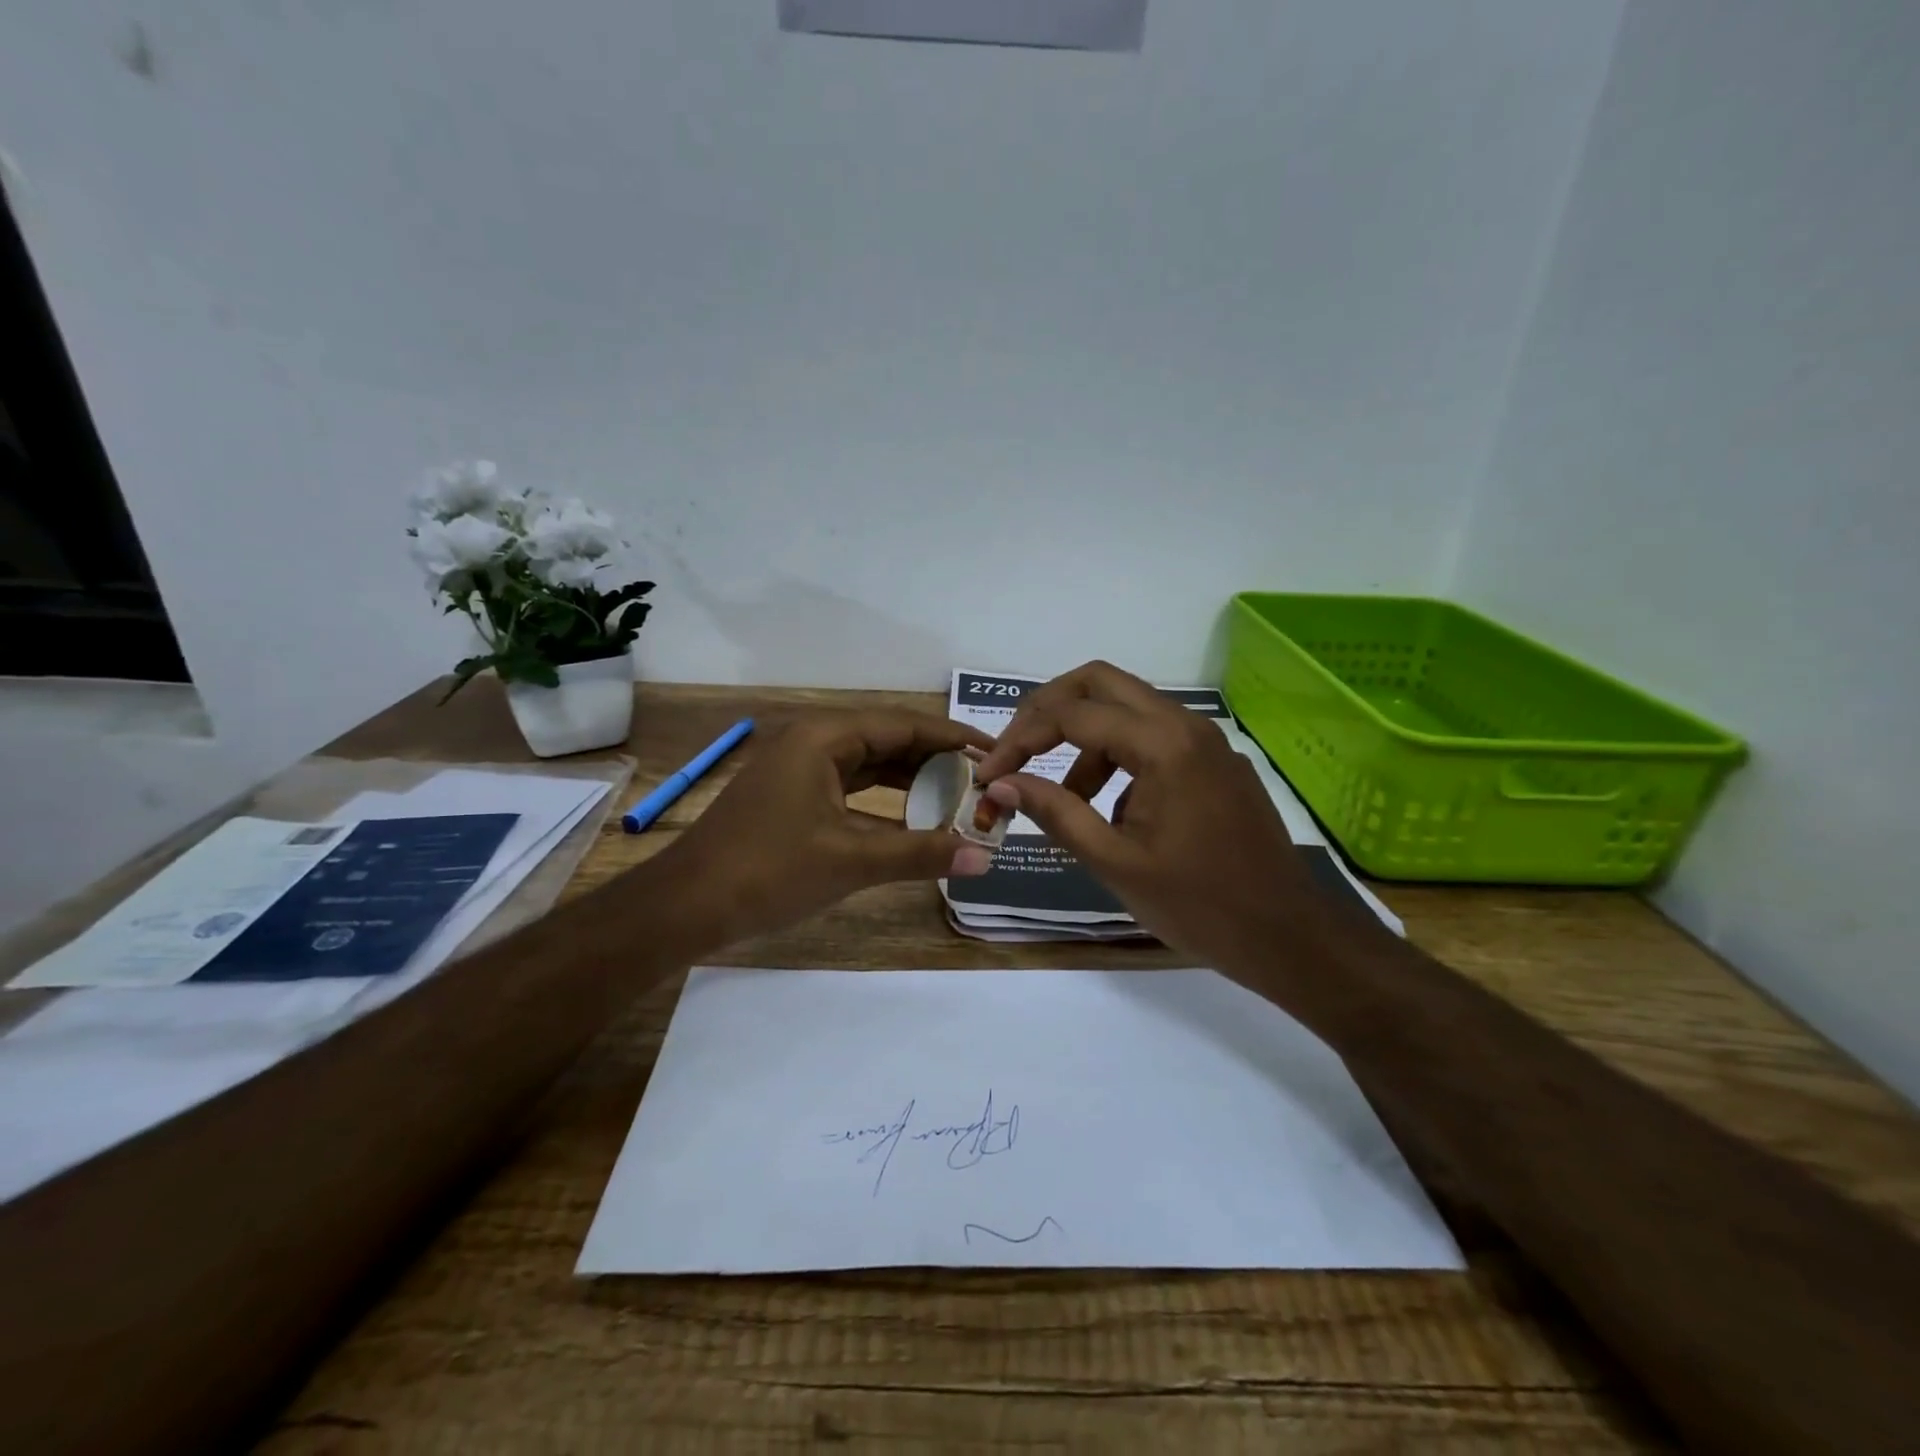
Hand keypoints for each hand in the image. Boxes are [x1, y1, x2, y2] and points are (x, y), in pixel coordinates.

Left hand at [666, 709, 995, 945]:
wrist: (685, 906)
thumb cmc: (767, 872)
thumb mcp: (850, 860)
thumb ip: (920, 853)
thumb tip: (984, 856)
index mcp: (824, 737)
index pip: (904, 725)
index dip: (953, 738)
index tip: (995, 753)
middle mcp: (813, 741)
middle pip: (889, 740)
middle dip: (936, 760)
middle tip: (984, 781)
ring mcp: (800, 768)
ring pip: (869, 764)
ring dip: (911, 780)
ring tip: (959, 797)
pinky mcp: (793, 795)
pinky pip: (851, 786)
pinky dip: (884, 799)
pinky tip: (912, 817)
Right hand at [973, 661, 1338, 972]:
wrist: (1289, 936)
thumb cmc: (1200, 905)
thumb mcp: (1115, 862)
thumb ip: (1055, 813)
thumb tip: (1003, 783)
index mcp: (1163, 744)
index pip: (1072, 715)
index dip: (1020, 739)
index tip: (990, 774)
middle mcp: (1186, 725)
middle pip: (1100, 683)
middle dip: (1048, 710)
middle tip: (1017, 750)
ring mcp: (1206, 741)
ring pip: (1127, 708)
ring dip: (1084, 739)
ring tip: (1066, 800)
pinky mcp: (1215, 762)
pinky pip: (1153, 737)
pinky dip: (1117, 757)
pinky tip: (1111, 810)